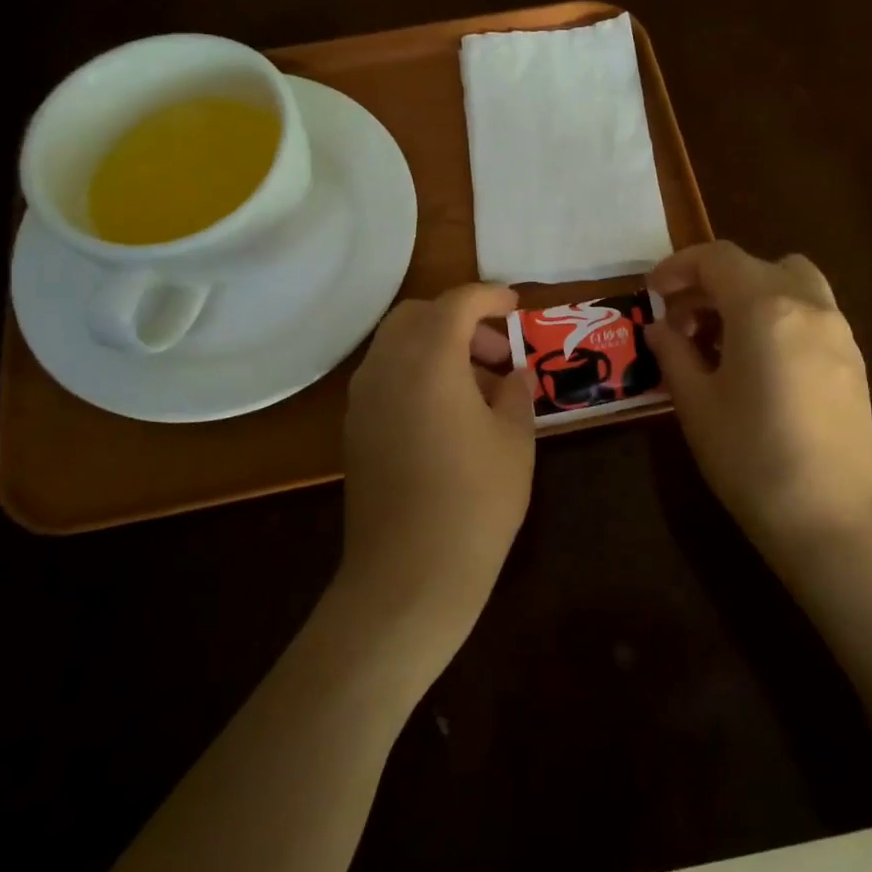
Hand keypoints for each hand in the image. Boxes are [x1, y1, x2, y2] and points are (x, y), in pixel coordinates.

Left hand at [339, 283, 536, 654]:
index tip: (516, 307)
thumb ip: (516, 392)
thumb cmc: (476, 501)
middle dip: (458, 319)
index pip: (456, 303)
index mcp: (428, 360)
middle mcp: (386, 368)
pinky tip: (449, 412)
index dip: (489, 297)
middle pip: (416, 316)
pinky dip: (416, 372)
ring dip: (436, 346)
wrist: (410, 574)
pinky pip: (386, 377)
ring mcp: (363, 399)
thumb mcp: (515, 440)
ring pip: (396, 345)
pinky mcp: (355, 430)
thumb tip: (513, 374)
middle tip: (497, 351)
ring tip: (480, 385)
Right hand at [647, 242, 871, 576]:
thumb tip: (660, 328)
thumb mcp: (696, 404)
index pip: (717, 259)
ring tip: (723, 340)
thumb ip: (674, 354)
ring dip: (752, 295)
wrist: (829, 517)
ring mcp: (840, 332)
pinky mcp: (855, 361)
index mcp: (765, 308)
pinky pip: (813, 315)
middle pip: (757, 266)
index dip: (678, 267)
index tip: (653, 293)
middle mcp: (809, 306)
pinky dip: (780, 317)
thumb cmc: (750, 457)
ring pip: (793, 284)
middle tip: (683, 322)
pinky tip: (760, 364)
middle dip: (714, 283)